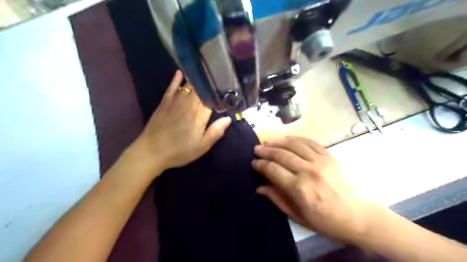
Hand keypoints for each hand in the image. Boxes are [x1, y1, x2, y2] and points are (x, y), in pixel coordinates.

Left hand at [128, 71, 229, 174]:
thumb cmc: (180, 151)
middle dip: (210, 85)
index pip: (212, 99)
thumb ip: (216, 132)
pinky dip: (176, 79)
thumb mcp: (202, 146)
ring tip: (205, 74)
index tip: (226, 91)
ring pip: (189, 86)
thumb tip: (228, 118)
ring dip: (197, 80)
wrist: (152, 151)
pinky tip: (180, 72)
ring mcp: (176, 101)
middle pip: (201, 90)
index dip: (219, 95)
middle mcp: (189, 103)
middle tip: (217, 80)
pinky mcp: (164, 102)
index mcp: (200, 115)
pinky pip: (172, 87)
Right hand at [252, 136, 374, 244]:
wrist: (359, 216)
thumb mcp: (298, 216)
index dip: (260, 165)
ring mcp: (320, 161)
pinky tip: (288, 139)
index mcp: (299, 189)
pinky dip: (296, 139)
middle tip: (257, 149)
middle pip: (281, 154)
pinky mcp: (329, 156)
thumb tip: (259, 187)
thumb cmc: (327, 221)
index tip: (254, 163)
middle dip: (266, 150)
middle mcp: (308, 171)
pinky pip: (309, 142)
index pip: (273, 170)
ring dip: (278, 141)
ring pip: (294, 144)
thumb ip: (277, 199)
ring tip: (268, 141)